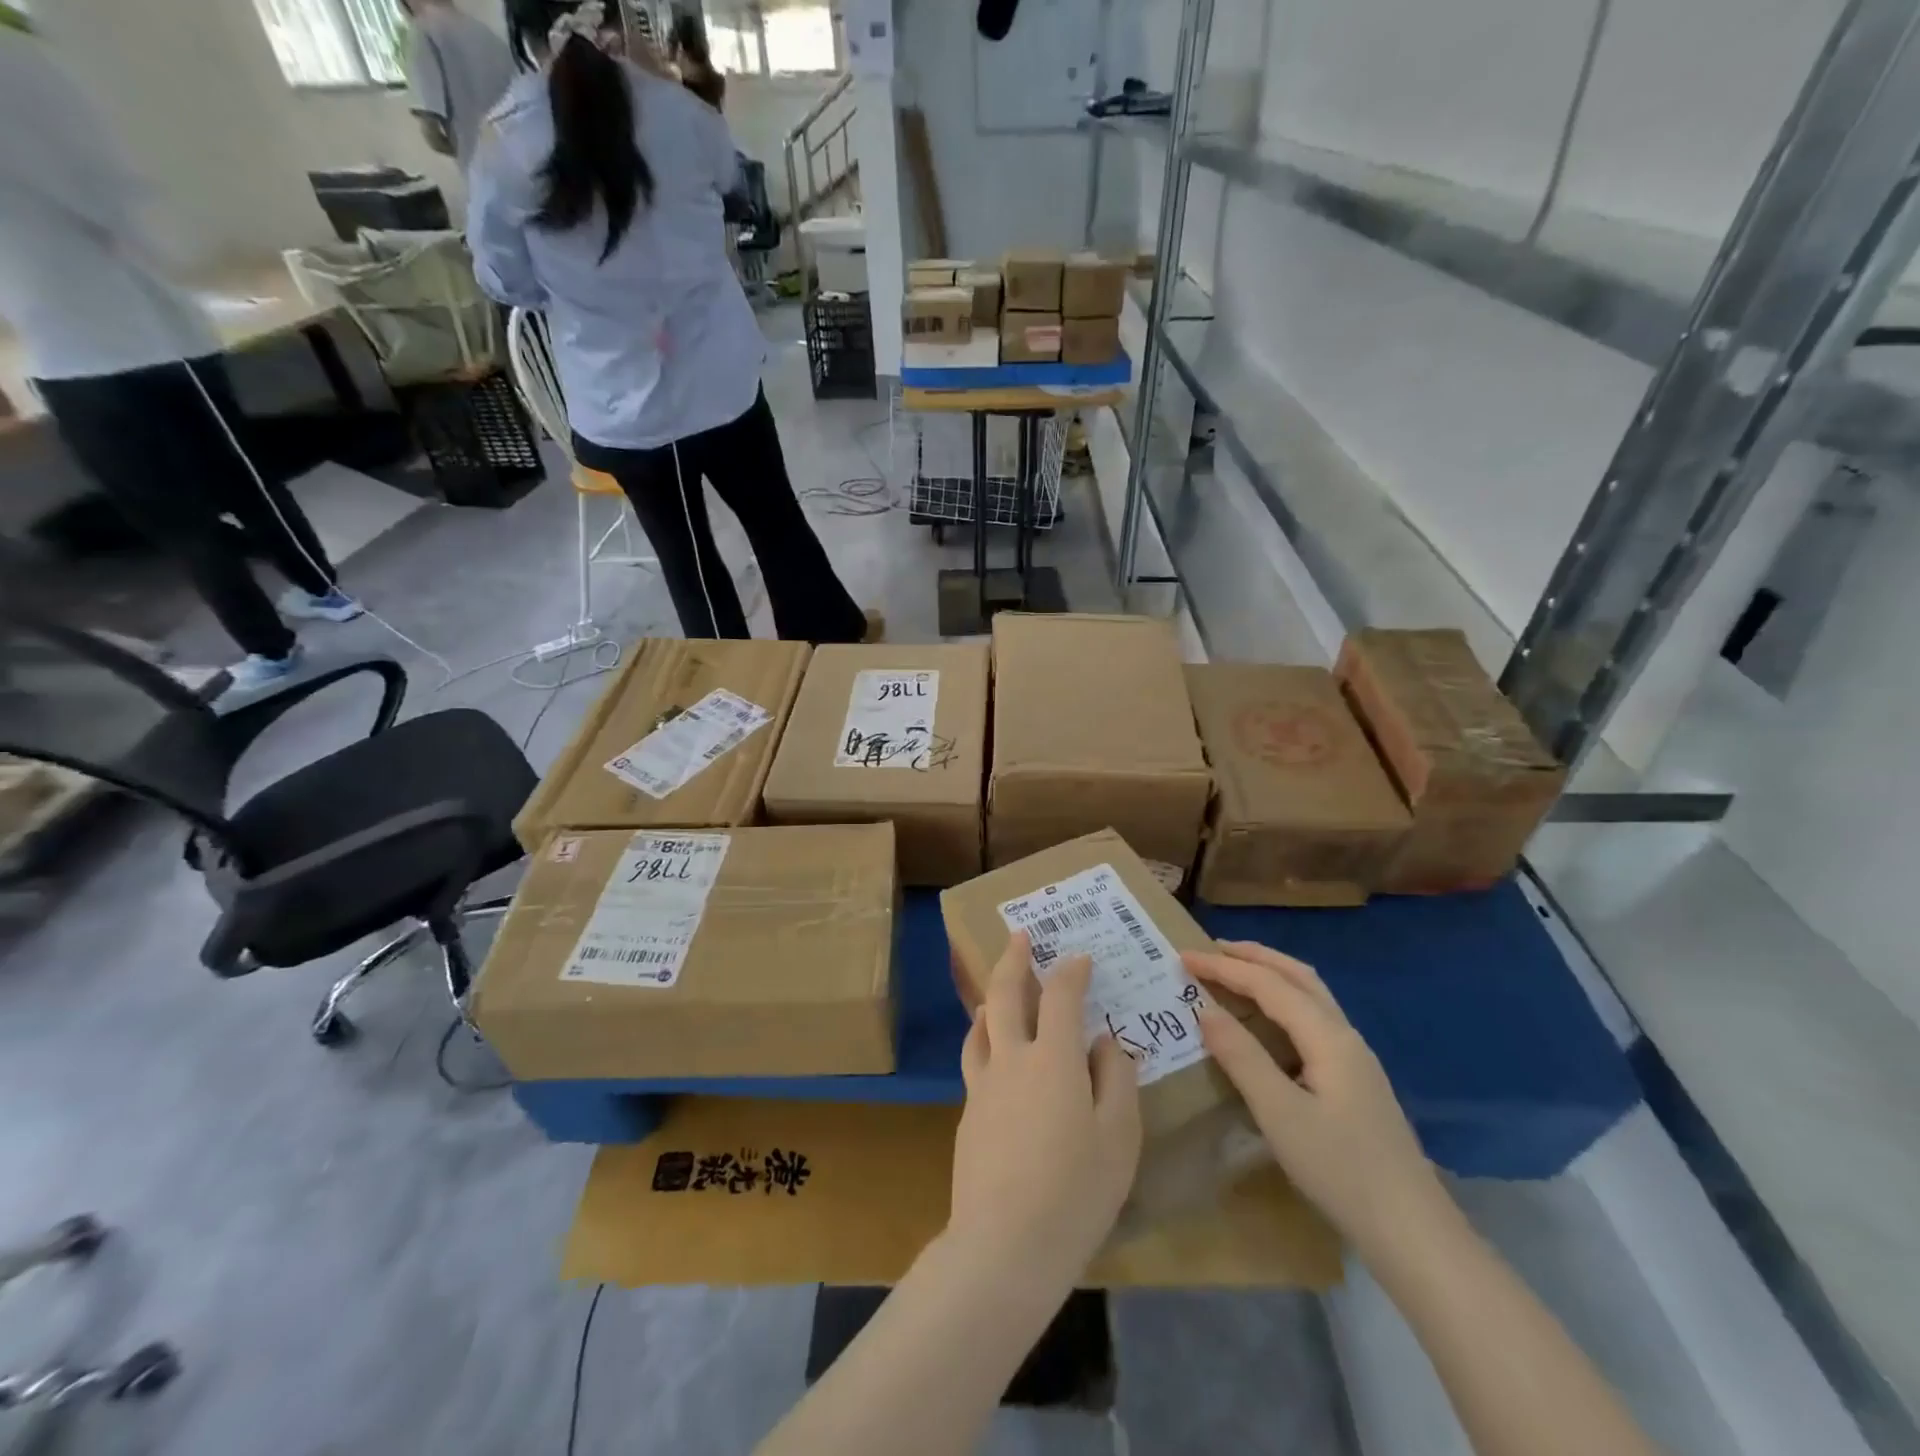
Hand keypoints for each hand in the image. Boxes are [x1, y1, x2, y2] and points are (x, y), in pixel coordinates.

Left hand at [948, 932, 1141, 1284]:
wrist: (1004, 1244)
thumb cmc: (1076, 1191)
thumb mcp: (1119, 1137)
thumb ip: (1116, 1079)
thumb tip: (1105, 1041)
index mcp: (1053, 1058)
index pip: (1061, 996)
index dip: (1071, 971)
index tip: (1079, 957)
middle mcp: (1012, 1058)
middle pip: (1005, 993)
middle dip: (1013, 958)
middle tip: (1018, 935)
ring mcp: (983, 1085)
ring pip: (980, 1024)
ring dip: (991, 998)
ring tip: (996, 990)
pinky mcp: (968, 1113)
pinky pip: (975, 1059)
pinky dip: (983, 1038)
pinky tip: (990, 1050)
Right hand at [1183, 941, 1443, 1256]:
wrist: (1414, 1232)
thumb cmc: (1341, 1170)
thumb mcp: (1280, 1114)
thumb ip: (1242, 1057)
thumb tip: (1205, 1010)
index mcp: (1327, 1037)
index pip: (1269, 984)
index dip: (1224, 967)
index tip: (1183, 957)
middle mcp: (1345, 1035)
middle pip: (1298, 976)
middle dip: (1254, 956)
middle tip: (1211, 949)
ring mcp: (1355, 1058)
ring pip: (1311, 995)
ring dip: (1272, 974)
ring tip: (1235, 972)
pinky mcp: (1356, 1079)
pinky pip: (1314, 1018)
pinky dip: (1284, 1001)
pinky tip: (1268, 1021)